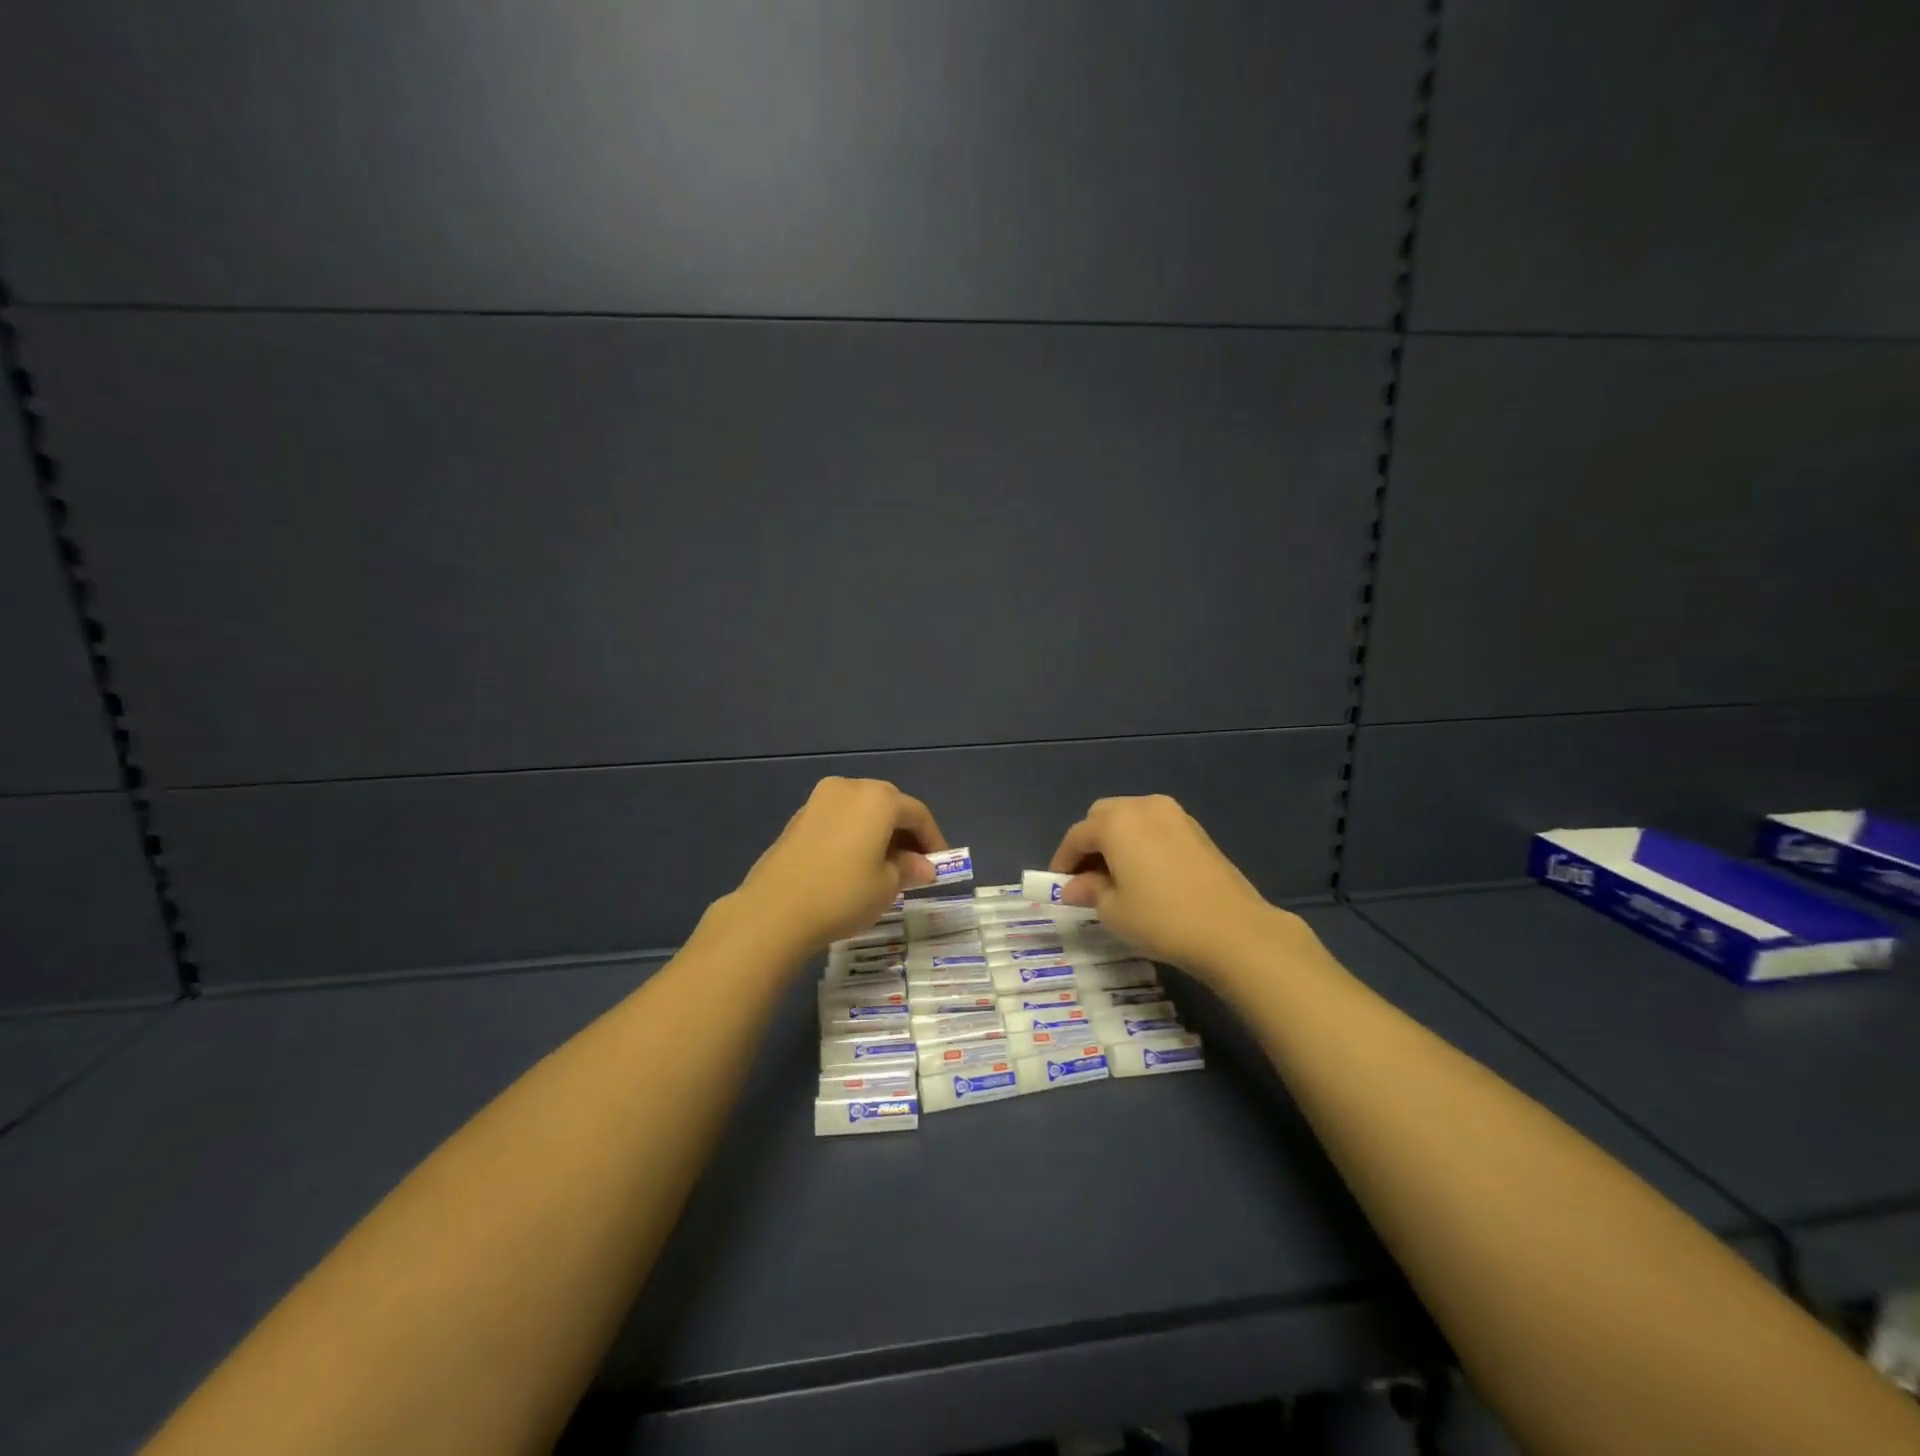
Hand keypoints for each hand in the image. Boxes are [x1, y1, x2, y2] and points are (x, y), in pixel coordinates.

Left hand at [727, 777, 946, 955]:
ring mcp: (819, 800)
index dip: (933, 839)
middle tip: (914, 864)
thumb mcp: (886, 886)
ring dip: (878, 831)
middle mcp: (849, 788)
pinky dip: (854, 834)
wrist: (774, 911)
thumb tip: (923, 866)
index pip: (917, 813)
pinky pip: (839, 819)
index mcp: (878, 799)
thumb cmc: (843, 894)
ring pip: (861, 809)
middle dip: (905, 831)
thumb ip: (909, 868)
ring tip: (884, 865)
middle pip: (888, 804)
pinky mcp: (799, 817)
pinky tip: (853, 863)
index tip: (940, 865)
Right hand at [1048, 794, 1293, 978]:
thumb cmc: (1162, 919)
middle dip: (1089, 843)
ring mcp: (1174, 815)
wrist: (1233, 930)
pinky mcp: (1195, 829)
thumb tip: (1074, 886)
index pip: (1077, 836)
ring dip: (1116, 839)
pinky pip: (1154, 826)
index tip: (1057, 884)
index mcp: (1116, 822)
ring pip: (1130, 817)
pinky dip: (1140, 842)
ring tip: (1115, 875)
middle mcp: (1143, 806)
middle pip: (1102, 816)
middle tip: (1086, 877)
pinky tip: (1145, 872)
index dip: (1063, 860)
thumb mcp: (1114, 911)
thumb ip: (1089, 891)